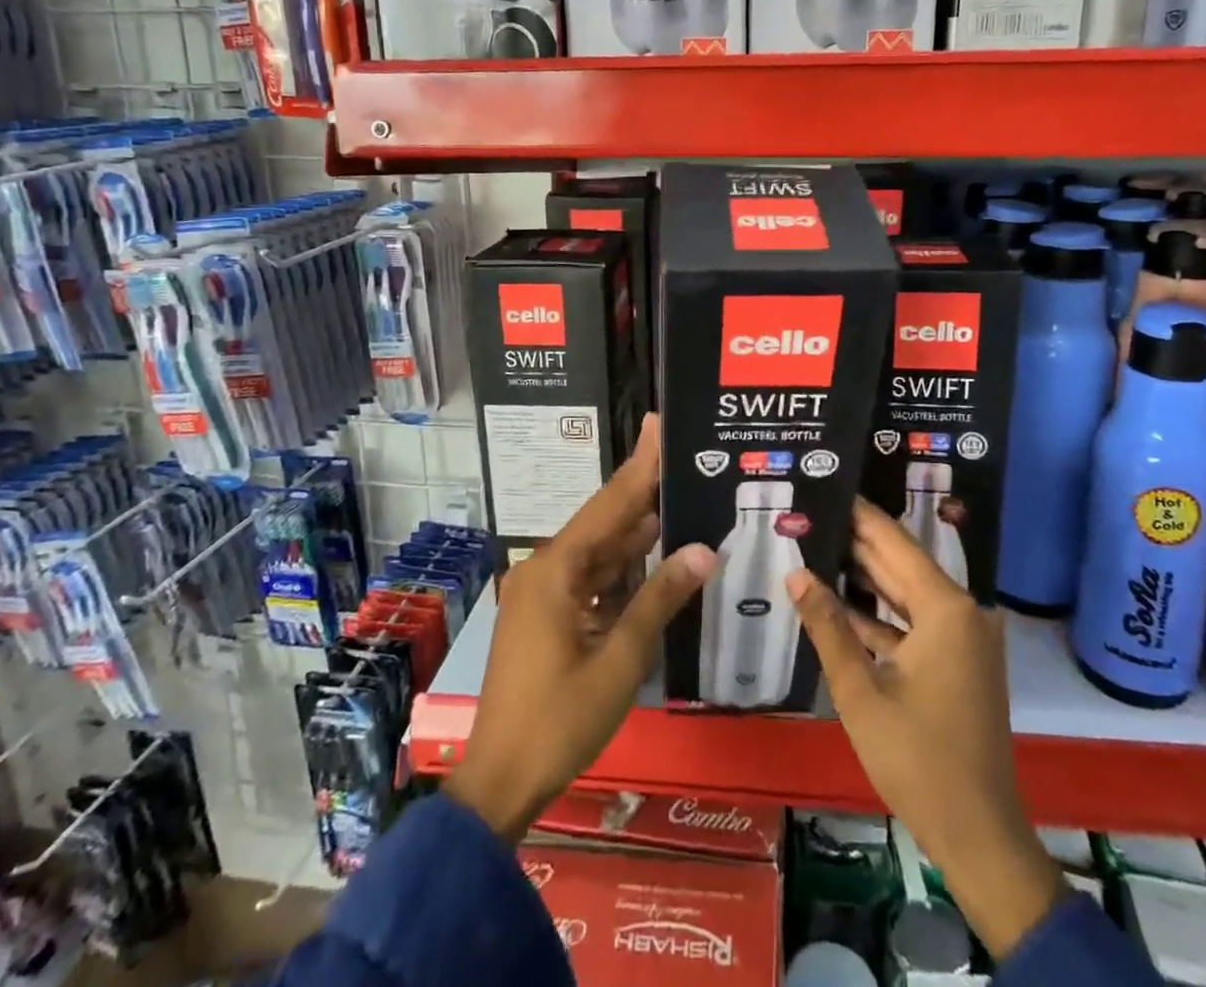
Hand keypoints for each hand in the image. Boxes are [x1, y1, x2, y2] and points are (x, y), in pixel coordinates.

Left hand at [447, 416, 715, 843]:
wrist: (500, 782)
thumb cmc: (559, 721)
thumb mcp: (619, 661)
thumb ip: (660, 599)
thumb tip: (704, 550)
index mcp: (556, 570)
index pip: (609, 504)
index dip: (639, 465)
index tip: (658, 424)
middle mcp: (545, 569)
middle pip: (603, 522)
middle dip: (643, 493)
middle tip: (683, 461)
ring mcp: (542, 593)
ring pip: (598, 552)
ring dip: (635, 534)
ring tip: (679, 499)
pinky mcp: (545, 616)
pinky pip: (589, 579)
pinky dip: (620, 570)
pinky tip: (652, 556)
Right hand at [787, 499, 1061, 959]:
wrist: (978, 835)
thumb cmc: (917, 759)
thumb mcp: (860, 691)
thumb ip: (828, 626)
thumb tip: (795, 573)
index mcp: (946, 609)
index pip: (894, 542)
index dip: (858, 515)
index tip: (826, 488)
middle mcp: (962, 612)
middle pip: (901, 563)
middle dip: (856, 541)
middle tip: (811, 514)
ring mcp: (963, 639)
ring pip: (905, 593)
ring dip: (864, 576)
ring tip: (816, 546)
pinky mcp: (958, 663)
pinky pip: (913, 622)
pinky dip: (880, 614)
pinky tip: (839, 601)